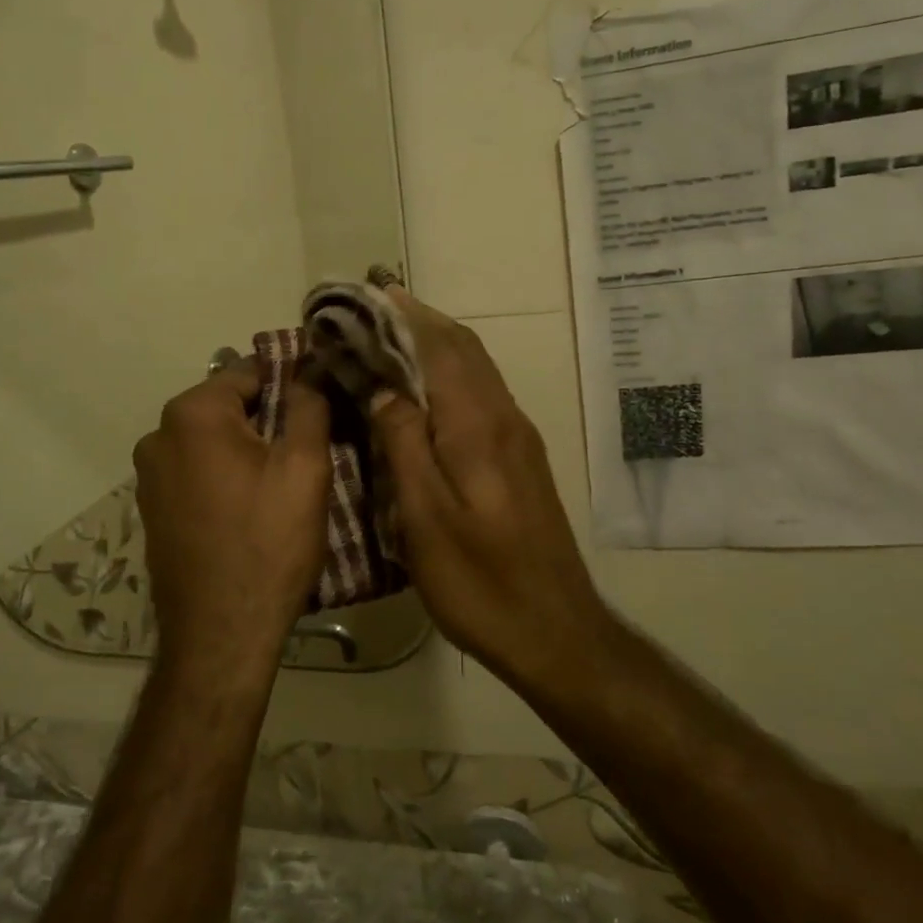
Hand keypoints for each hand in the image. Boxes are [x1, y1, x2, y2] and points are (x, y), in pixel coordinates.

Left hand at [133, 360, 331, 677]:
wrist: (221, 633)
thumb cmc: (268, 542)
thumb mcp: (304, 467)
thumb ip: (308, 407)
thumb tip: (308, 374)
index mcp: (191, 414)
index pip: (251, 371)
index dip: (293, 380)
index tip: (325, 399)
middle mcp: (158, 435)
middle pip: (229, 407)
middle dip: (270, 419)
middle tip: (312, 448)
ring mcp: (150, 476)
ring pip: (214, 442)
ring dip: (249, 449)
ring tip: (286, 480)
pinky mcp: (154, 509)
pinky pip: (198, 472)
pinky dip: (227, 476)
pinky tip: (254, 507)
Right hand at [369, 290, 608, 674]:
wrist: (554, 630)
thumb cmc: (480, 580)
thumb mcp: (425, 517)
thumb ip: (404, 444)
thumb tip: (384, 389)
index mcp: (478, 425)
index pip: (441, 346)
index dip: (405, 315)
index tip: (368, 292)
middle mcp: (504, 418)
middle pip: (463, 349)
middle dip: (419, 321)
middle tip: (373, 308)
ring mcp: (518, 438)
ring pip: (476, 370)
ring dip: (436, 345)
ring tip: (391, 337)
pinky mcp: (522, 460)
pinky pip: (481, 396)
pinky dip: (450, 376)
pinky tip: (425, 393)